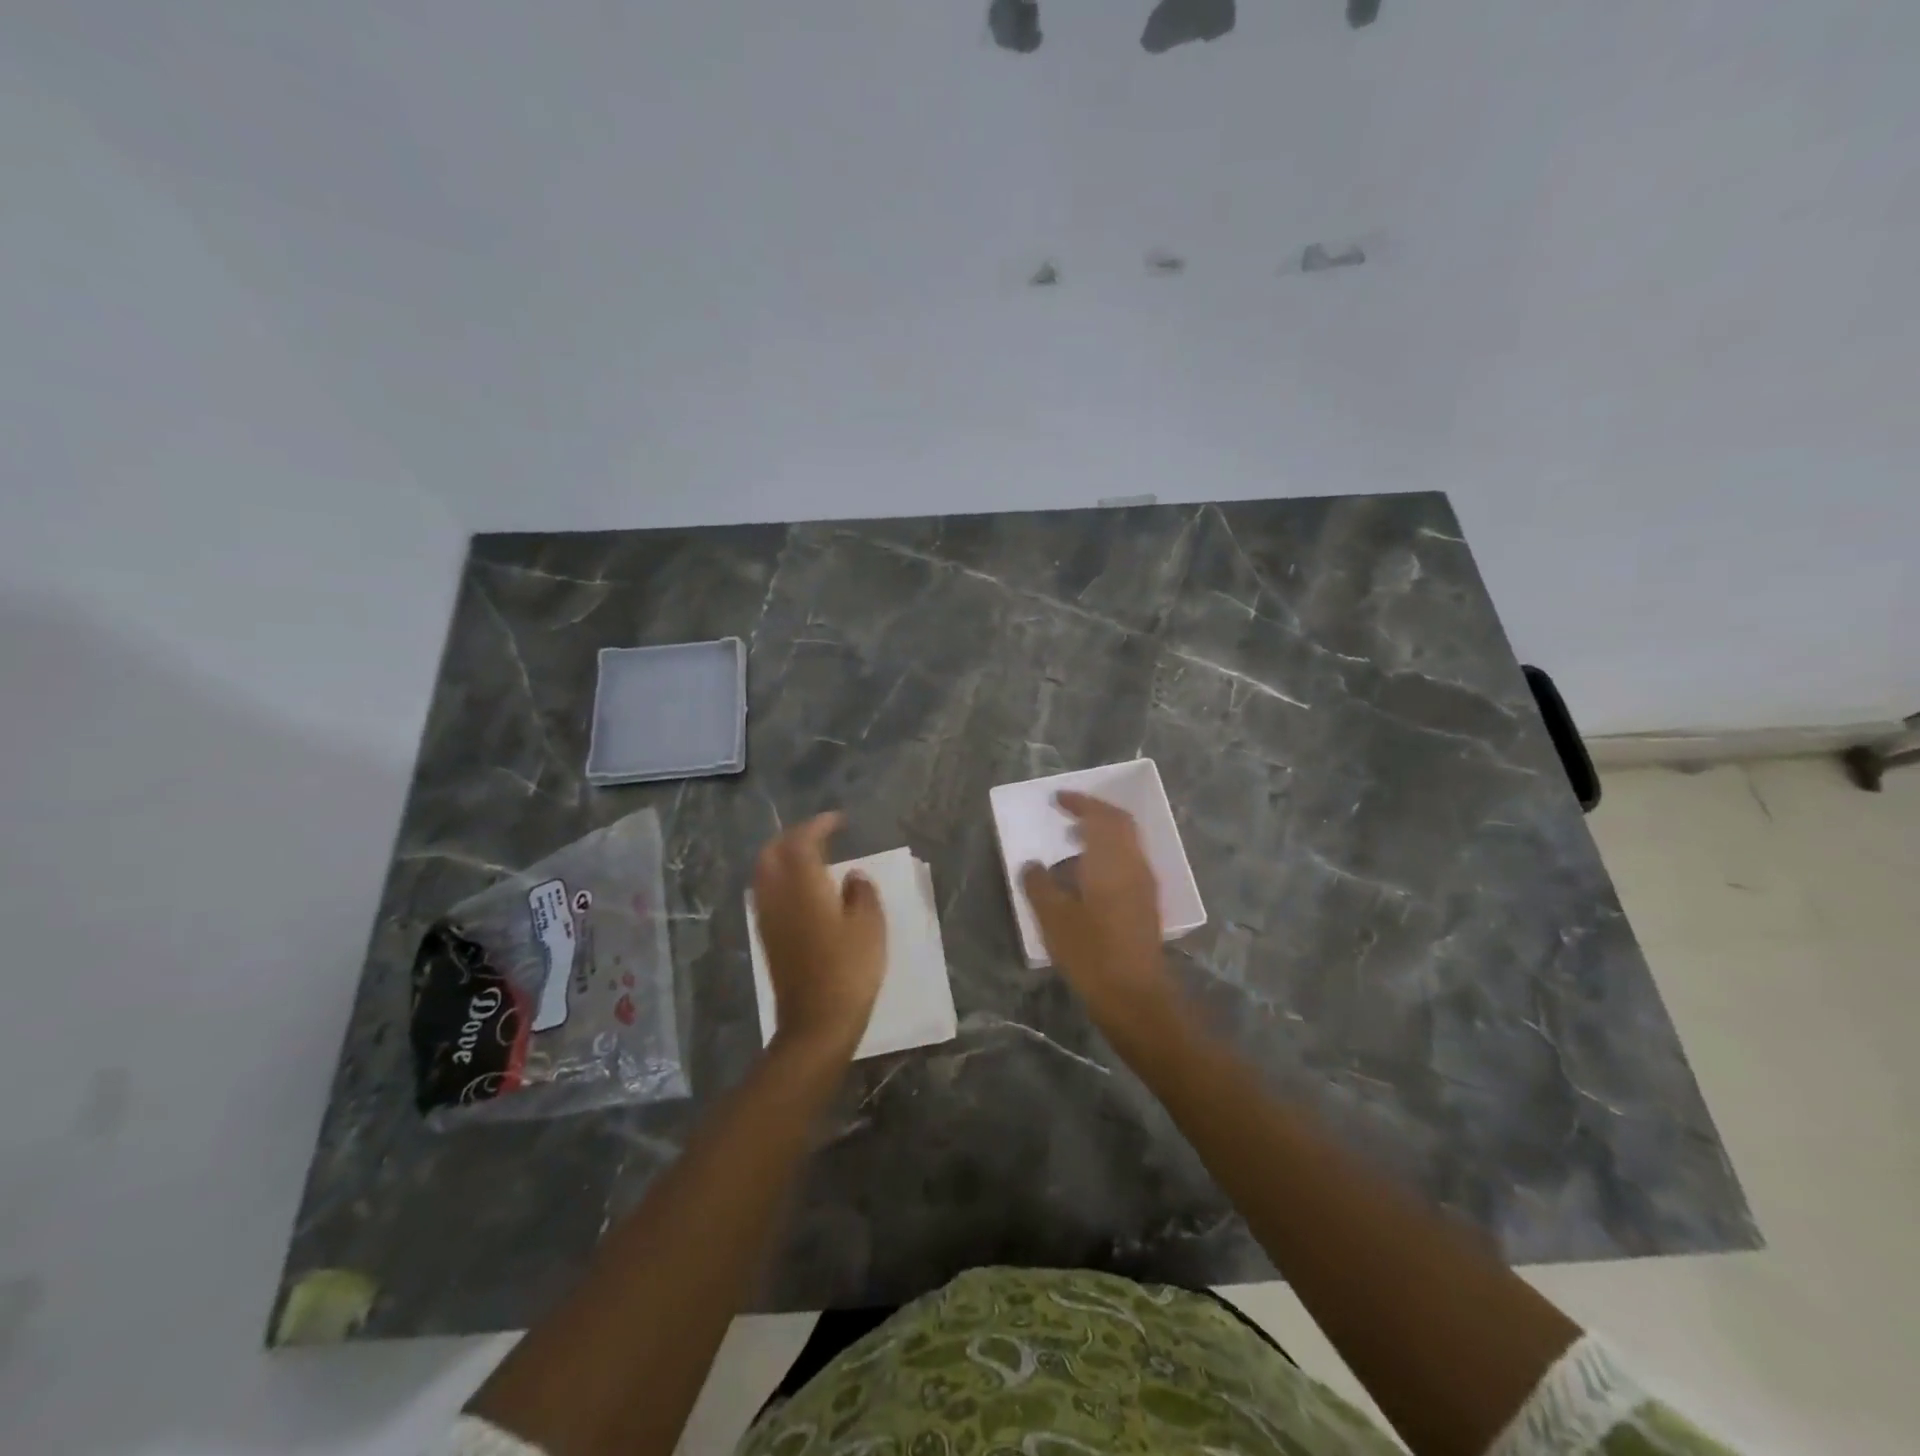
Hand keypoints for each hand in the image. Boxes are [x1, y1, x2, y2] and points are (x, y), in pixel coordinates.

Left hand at [753, 812, 885, 1058]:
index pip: (802, 842)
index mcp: (803, 886)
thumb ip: (862, 893)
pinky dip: (780, 880)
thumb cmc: (850, 970)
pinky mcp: (768, 938)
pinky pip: (766, 894)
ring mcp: (768, 918)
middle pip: (772, 853)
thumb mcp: (870, 926)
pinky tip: (802, 890)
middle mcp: (778, 896)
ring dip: (782, 857)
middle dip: (792, 837)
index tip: (838, 821)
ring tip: (810, 858)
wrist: (817, 1022)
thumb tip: (853, 876)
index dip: (818, 825)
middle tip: (819, 835)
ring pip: (764, 873)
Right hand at [1021, 791, 1179, 1038]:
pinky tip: (1087, 877)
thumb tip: (1032, 865)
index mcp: (1112, 860)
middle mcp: (1134, 865)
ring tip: (1071, 843)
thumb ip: (1039, 885)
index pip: (1101, 816)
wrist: (1135, 996)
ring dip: (1102, 835)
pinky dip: (1108, 855)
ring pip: (1126, 844)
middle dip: (1094, 813)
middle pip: (1120, 824)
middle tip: (1067, 814)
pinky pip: (1128, 862)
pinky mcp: (1146, 905)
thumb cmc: (1091, 953)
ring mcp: (1144, 885)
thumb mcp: (1053, 918)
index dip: (1080, 802)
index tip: (1057, 799)